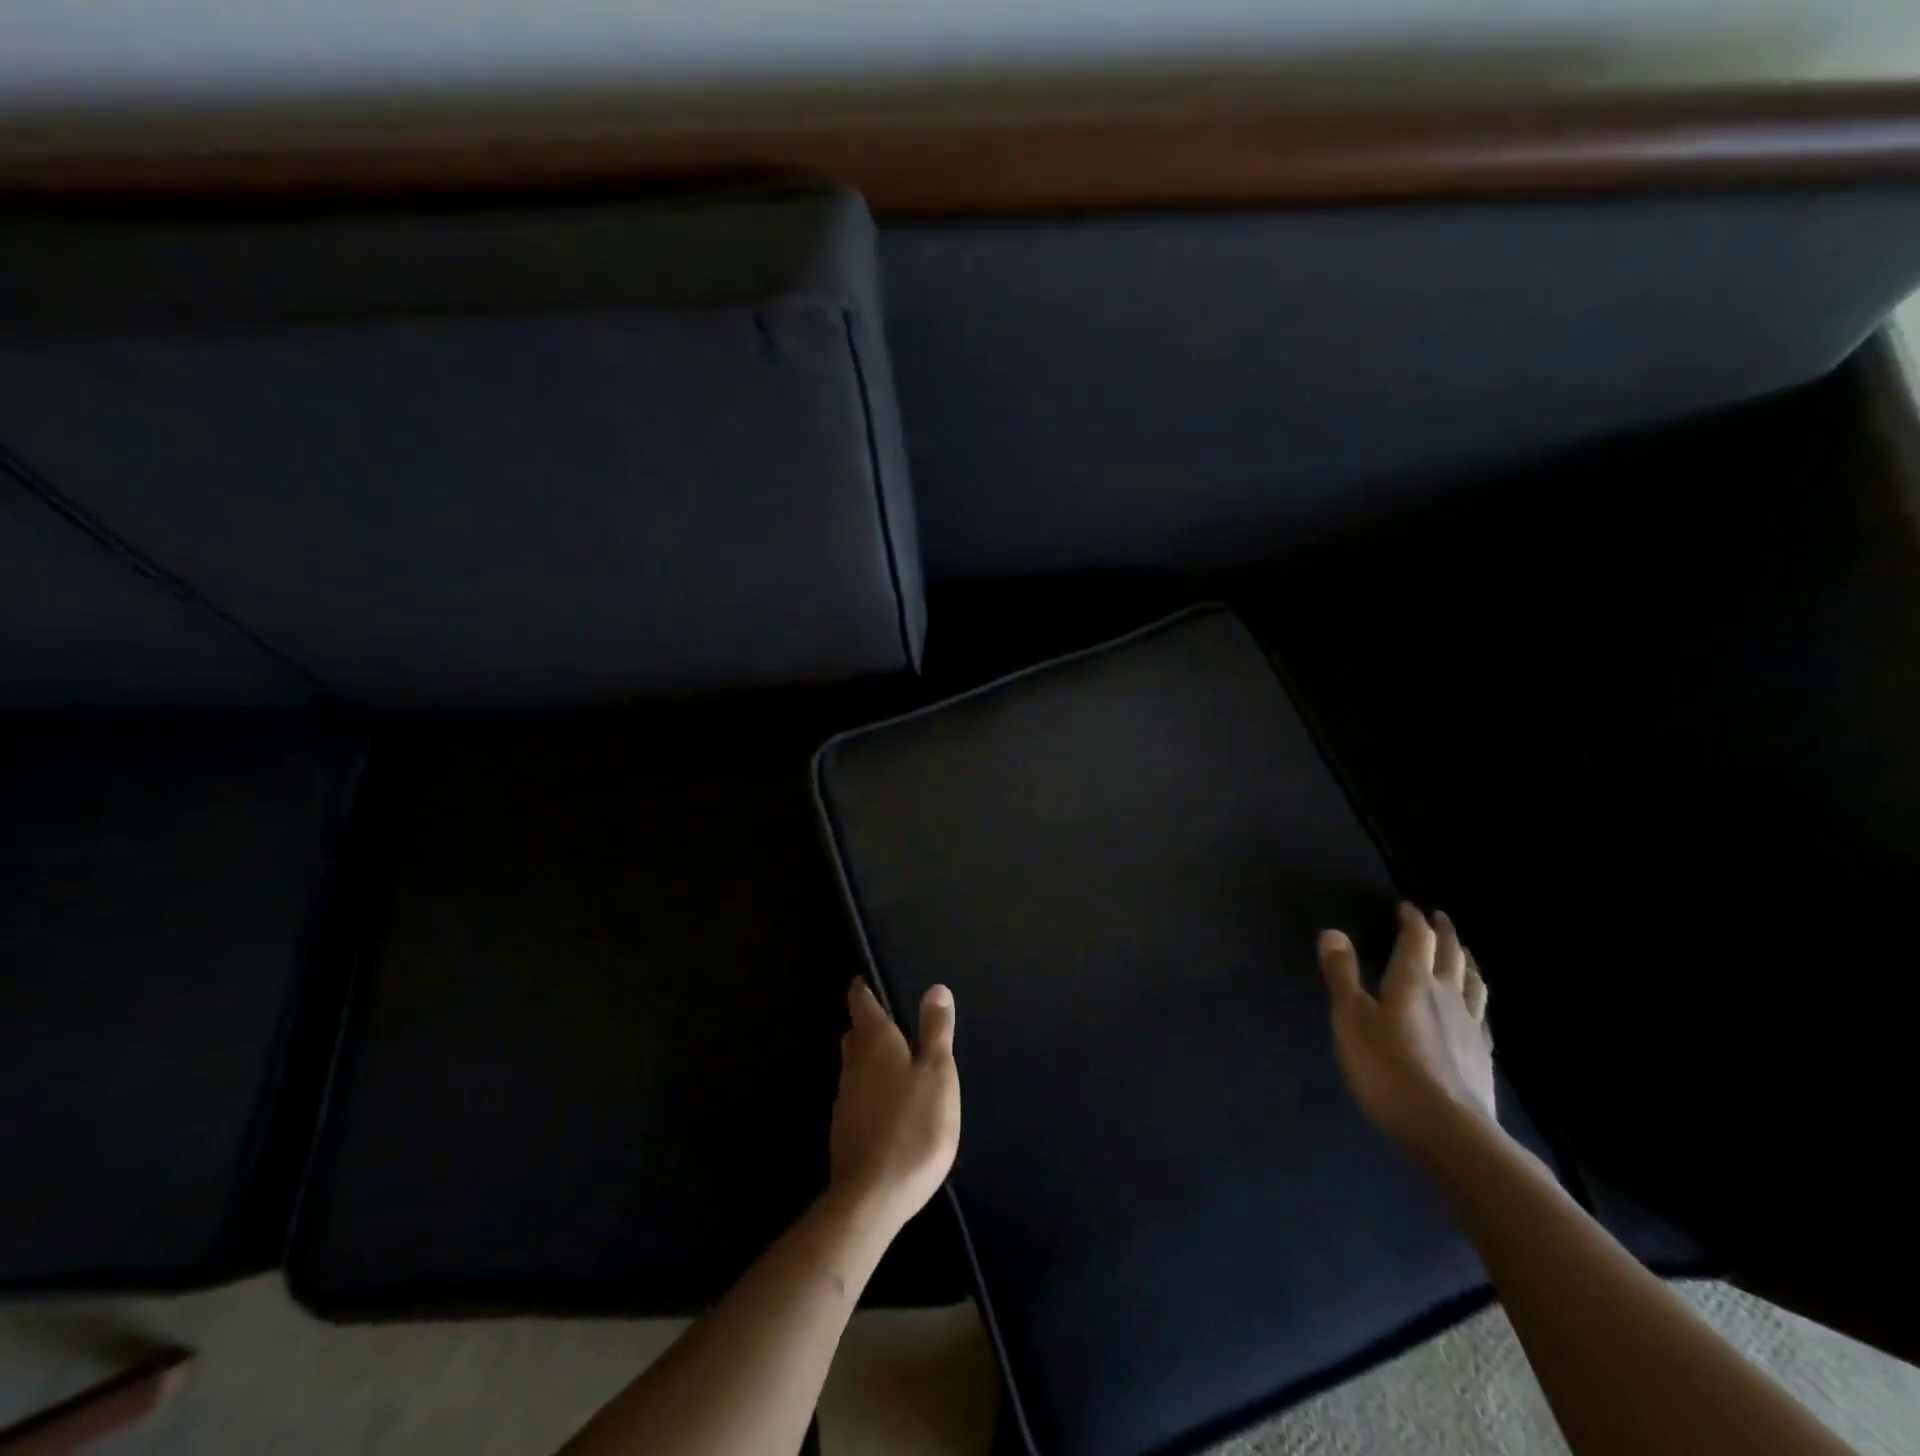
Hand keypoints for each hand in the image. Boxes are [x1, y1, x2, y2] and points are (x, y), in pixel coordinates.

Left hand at [829, 980, 960, 1230]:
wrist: (873, 1196)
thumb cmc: (914, 1126)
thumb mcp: (938, 1074)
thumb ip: (936, 1031)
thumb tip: (935, 988)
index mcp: (876, 1043)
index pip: (862, 1005)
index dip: (863, 991)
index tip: (865, 981)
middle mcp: (854, 1065)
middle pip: (855, 1036)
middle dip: (866, 1025)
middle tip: (884, 1018)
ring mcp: (845, 1100)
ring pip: (854, 1067)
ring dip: (868, 1058)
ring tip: (890, 1058)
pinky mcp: (845, 1132)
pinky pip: (857, 1096)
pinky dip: (869, 1089)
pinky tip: (885, 1103)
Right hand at [1318, 904, 1495, 1151]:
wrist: (1448, 1132)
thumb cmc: (1388, 1068)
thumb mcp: (1351, 1018)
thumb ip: (1342, 975)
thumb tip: (1333, 932)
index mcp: (1414, 983)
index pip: (1417, 941)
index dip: (1412, 921)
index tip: (1406, 907)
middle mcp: (1447, 997)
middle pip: (1452, 956)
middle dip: (1445, 934)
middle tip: (1440, 918)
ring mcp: (1470, 1027)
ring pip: (1473, 983)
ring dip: (1467, 961)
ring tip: (1464, 953)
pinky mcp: (1481, 1056)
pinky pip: (1482, 1015)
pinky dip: (1477, 999)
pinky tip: (1474, 1009)